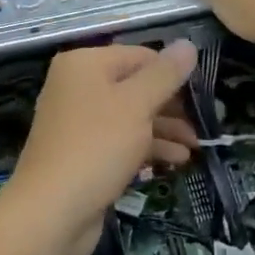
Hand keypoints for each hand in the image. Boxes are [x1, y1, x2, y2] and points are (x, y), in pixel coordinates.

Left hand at [5, 42, 198, 254]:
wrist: (52, 211)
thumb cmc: (97, 146)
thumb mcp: (137, 104)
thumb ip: (165, 74)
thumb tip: (188, 44)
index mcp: (84, 64)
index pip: (139, 56)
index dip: (172, 73)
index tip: (202, 95)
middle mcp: (77, 86)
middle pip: (135, 86)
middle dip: (170, 106)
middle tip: (202, 125)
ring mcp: (78, 121)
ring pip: (130, 116)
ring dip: (164, 129)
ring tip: (195, 148)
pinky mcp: (83, 152)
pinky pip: (120, 140)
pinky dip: (147, 147)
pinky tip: (175, 161)